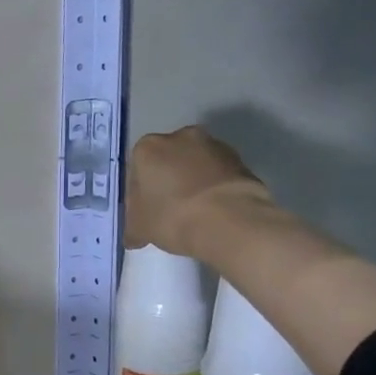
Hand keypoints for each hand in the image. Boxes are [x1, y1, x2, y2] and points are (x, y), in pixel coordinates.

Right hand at [124, 126, 270, 255]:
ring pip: (194, 166)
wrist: (230, 221)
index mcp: (148, 147)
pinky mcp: (241, 160)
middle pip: (167, 161)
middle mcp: (180, 137)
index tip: (144, 212)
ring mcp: (215, 146)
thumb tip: (135, 237)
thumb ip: (133, 226)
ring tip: (193, 213)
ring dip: (191, 183)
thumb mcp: (138, 228)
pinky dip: (213, 188)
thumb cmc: (171, 216)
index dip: (138, 193)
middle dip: (166, 181)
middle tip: (167, 210)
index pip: (136, 169)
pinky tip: (212, 211)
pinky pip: (217, 174)